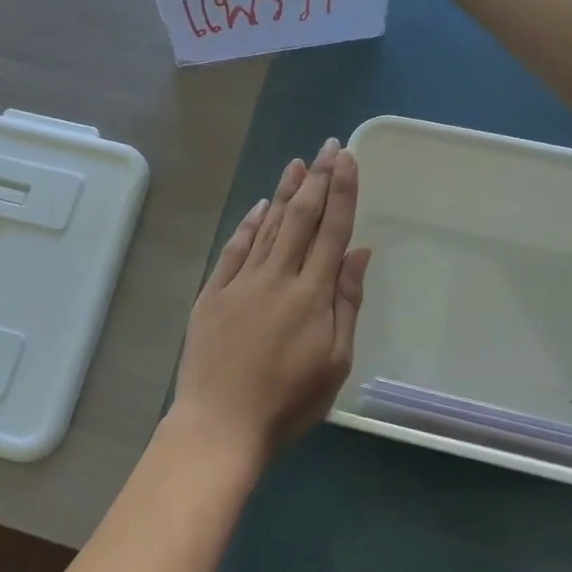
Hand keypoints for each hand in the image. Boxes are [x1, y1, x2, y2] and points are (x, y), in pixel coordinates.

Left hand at [170, 140, 370, 461]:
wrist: (220, 424)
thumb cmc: (287, 402)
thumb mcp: (334, 362)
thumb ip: (346, 303)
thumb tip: (358, 252)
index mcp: (312, 295)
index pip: (332, 231)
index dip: (341, 192)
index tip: (346, 159)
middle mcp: (277, 277)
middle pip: (300, 219)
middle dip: (316, 180)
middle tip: (327, 147)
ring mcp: (241, 282)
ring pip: (268, 227)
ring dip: (283, 193)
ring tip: (296, 163)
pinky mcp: (213, 293)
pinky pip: (234, 249)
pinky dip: (248, 225)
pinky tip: (258, 206)